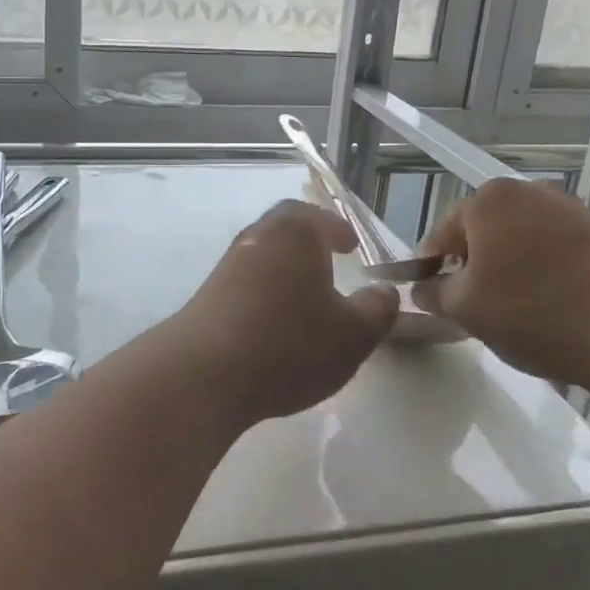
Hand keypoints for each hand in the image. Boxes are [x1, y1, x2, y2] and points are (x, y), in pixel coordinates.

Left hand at [169, 200, 397, 427]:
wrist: (205, 372)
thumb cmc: (290, 343)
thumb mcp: (353, 334)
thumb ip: (377, 309)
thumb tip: (384, 292)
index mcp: (295, 233)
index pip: (318, 217)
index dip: (337, 229)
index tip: (350, 244)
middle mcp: (258, 238)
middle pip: (285, 228)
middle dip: (309, 241)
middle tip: (329, 259)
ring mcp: (228, 266)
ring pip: (264, 255)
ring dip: (285, 268)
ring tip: (306, 296)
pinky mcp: (208, 295)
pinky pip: (246, 282)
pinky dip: (265, 291)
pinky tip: (275, 322)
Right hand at [413, 179, 589, 387]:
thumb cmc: (534, 312)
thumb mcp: (466, 310)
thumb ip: (434, 294)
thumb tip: (424, 288)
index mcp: (487, 200)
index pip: (441, 235)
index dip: (430, 270)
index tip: (434, 301)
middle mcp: (526, 191)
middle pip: (481, 233)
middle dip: (473, 268)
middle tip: (475, 310)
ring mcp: (568, 208)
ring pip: (517, 241)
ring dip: (508, 270)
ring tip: (515, 312)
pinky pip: (552, 250)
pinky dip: (542, 272)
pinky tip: (550, 306)